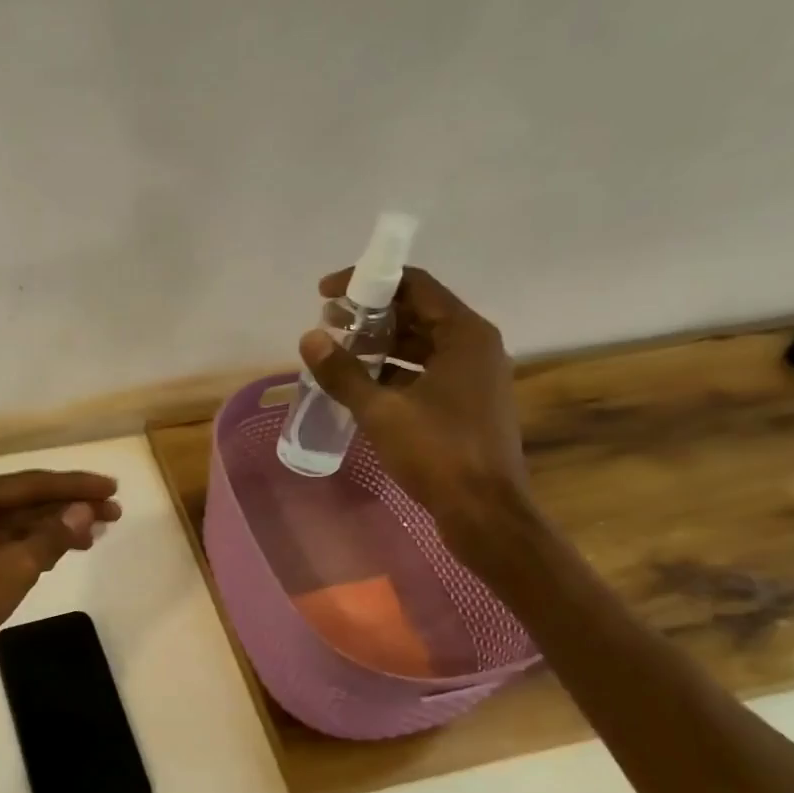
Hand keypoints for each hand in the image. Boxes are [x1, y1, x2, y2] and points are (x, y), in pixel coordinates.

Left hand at [0, 469, 121, 715]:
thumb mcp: (15, 565)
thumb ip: (53, 535)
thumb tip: (85, 510)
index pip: (31, 483)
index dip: (75, 485)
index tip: (112, 487)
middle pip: (25, 502)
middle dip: (69, 507)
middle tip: (114, 513)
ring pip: (17, 527)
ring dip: (55, 530)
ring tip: (96, 535)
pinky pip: (7, 548)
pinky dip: (36, 549)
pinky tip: (62, 553)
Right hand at [300, 266, 530, 547]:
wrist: (484, 510)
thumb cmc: (437, 452)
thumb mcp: (381, 411)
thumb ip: (343, 373)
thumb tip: (309, 338)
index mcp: (464, 334)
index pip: (414, 285)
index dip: (368, 282)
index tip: (326, 293)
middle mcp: (475, 345)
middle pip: (418, 312)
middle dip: (371, 315)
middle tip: (327, 324)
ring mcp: (474, 375)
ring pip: (421, 344)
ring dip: (380, 344)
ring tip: (338, 353)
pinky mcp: (467, 402)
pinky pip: (427, 370)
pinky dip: (395, 370)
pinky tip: (363, 384)